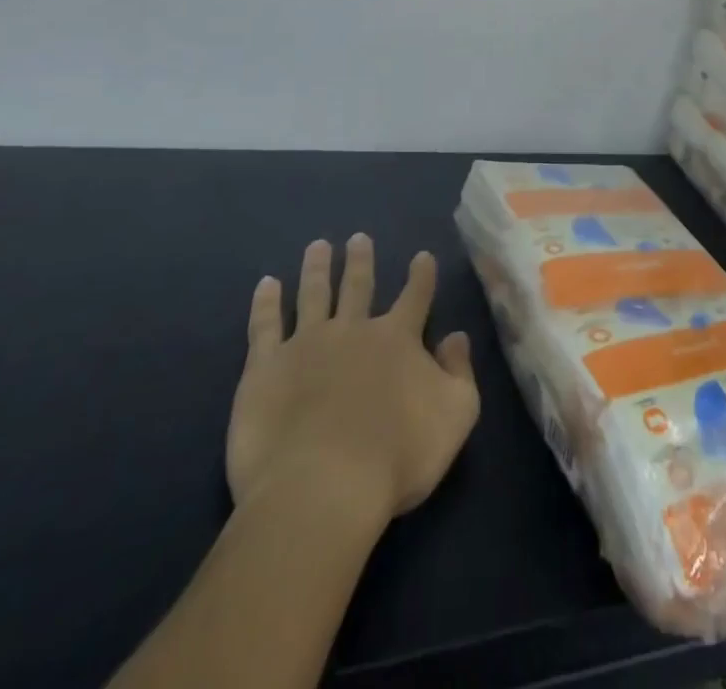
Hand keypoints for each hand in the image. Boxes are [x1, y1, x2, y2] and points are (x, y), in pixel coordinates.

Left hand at [226, 236, 479, 526]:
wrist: (322, 487)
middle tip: (358, 238)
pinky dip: (266, 303)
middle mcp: (353, 330)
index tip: (422, 255)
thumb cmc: (397, 456)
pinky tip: (267, 284)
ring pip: (313, 294)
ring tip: (318, 246)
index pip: (415, 296)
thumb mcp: (456, 414)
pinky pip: (264, 326)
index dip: (421, 275)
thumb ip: (460, 372)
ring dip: (317, 268)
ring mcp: (306, 345)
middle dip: (360, 260)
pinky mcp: (265, 368)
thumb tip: (456, 337)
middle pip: (358, 286)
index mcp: (397, 338)